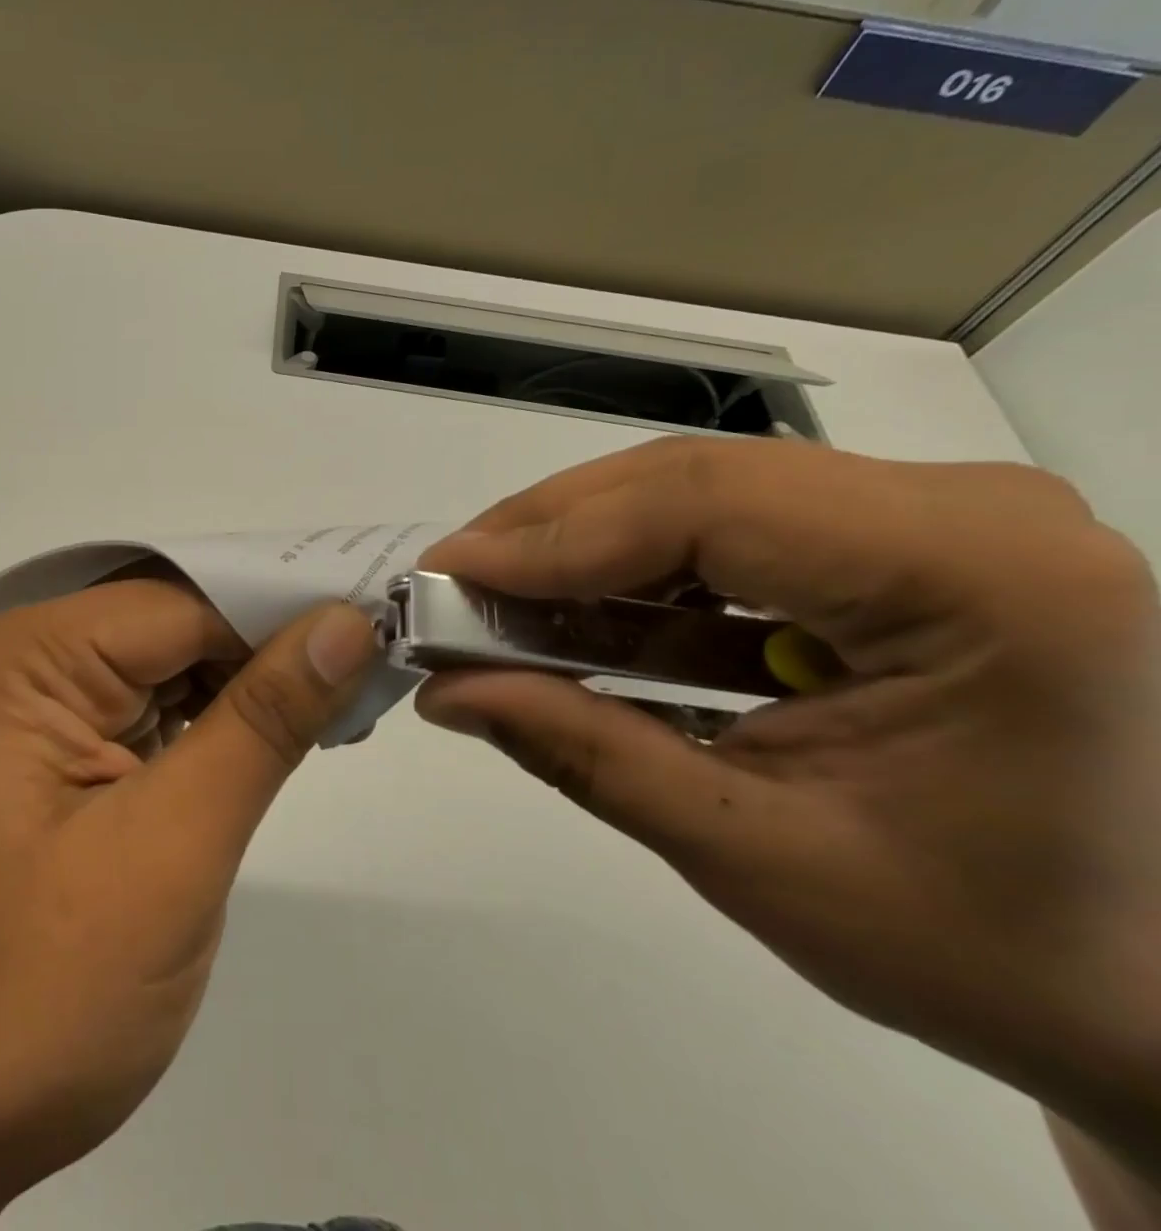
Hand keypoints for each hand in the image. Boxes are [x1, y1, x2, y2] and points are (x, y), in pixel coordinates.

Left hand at [0, 580, 376, 1227]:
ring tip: (336, 708)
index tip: (376, 632)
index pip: (179, 605)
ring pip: (166, 663)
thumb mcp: (171, 848)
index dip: (279, 616)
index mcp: (21, 659)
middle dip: (266, 651)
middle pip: (171, 626)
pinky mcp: (49, 750)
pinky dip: (211, 722)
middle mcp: (17, 661)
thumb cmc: (41, 995)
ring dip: (245, 689)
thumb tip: (348, 622)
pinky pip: (146, 706)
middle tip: (368, 672)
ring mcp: (28, 705)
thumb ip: (264, 722)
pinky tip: (269, 740)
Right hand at [415, 438, 1160, 1183]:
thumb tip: (445, 694)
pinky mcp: (898, 545)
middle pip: (693, 482)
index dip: (553, 537)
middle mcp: (968, 512)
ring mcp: (936, 518)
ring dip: (585, 555)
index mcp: (981, 578)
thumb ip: (584, 754)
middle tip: (453, 585)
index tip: (446, 575)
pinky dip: (638, 580)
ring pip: (699, 498)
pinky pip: (729, 537)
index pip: (708, 505)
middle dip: (552, 535)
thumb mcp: (759, 855)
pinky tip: (573, 622)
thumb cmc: (988, 949)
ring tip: (494, 605)